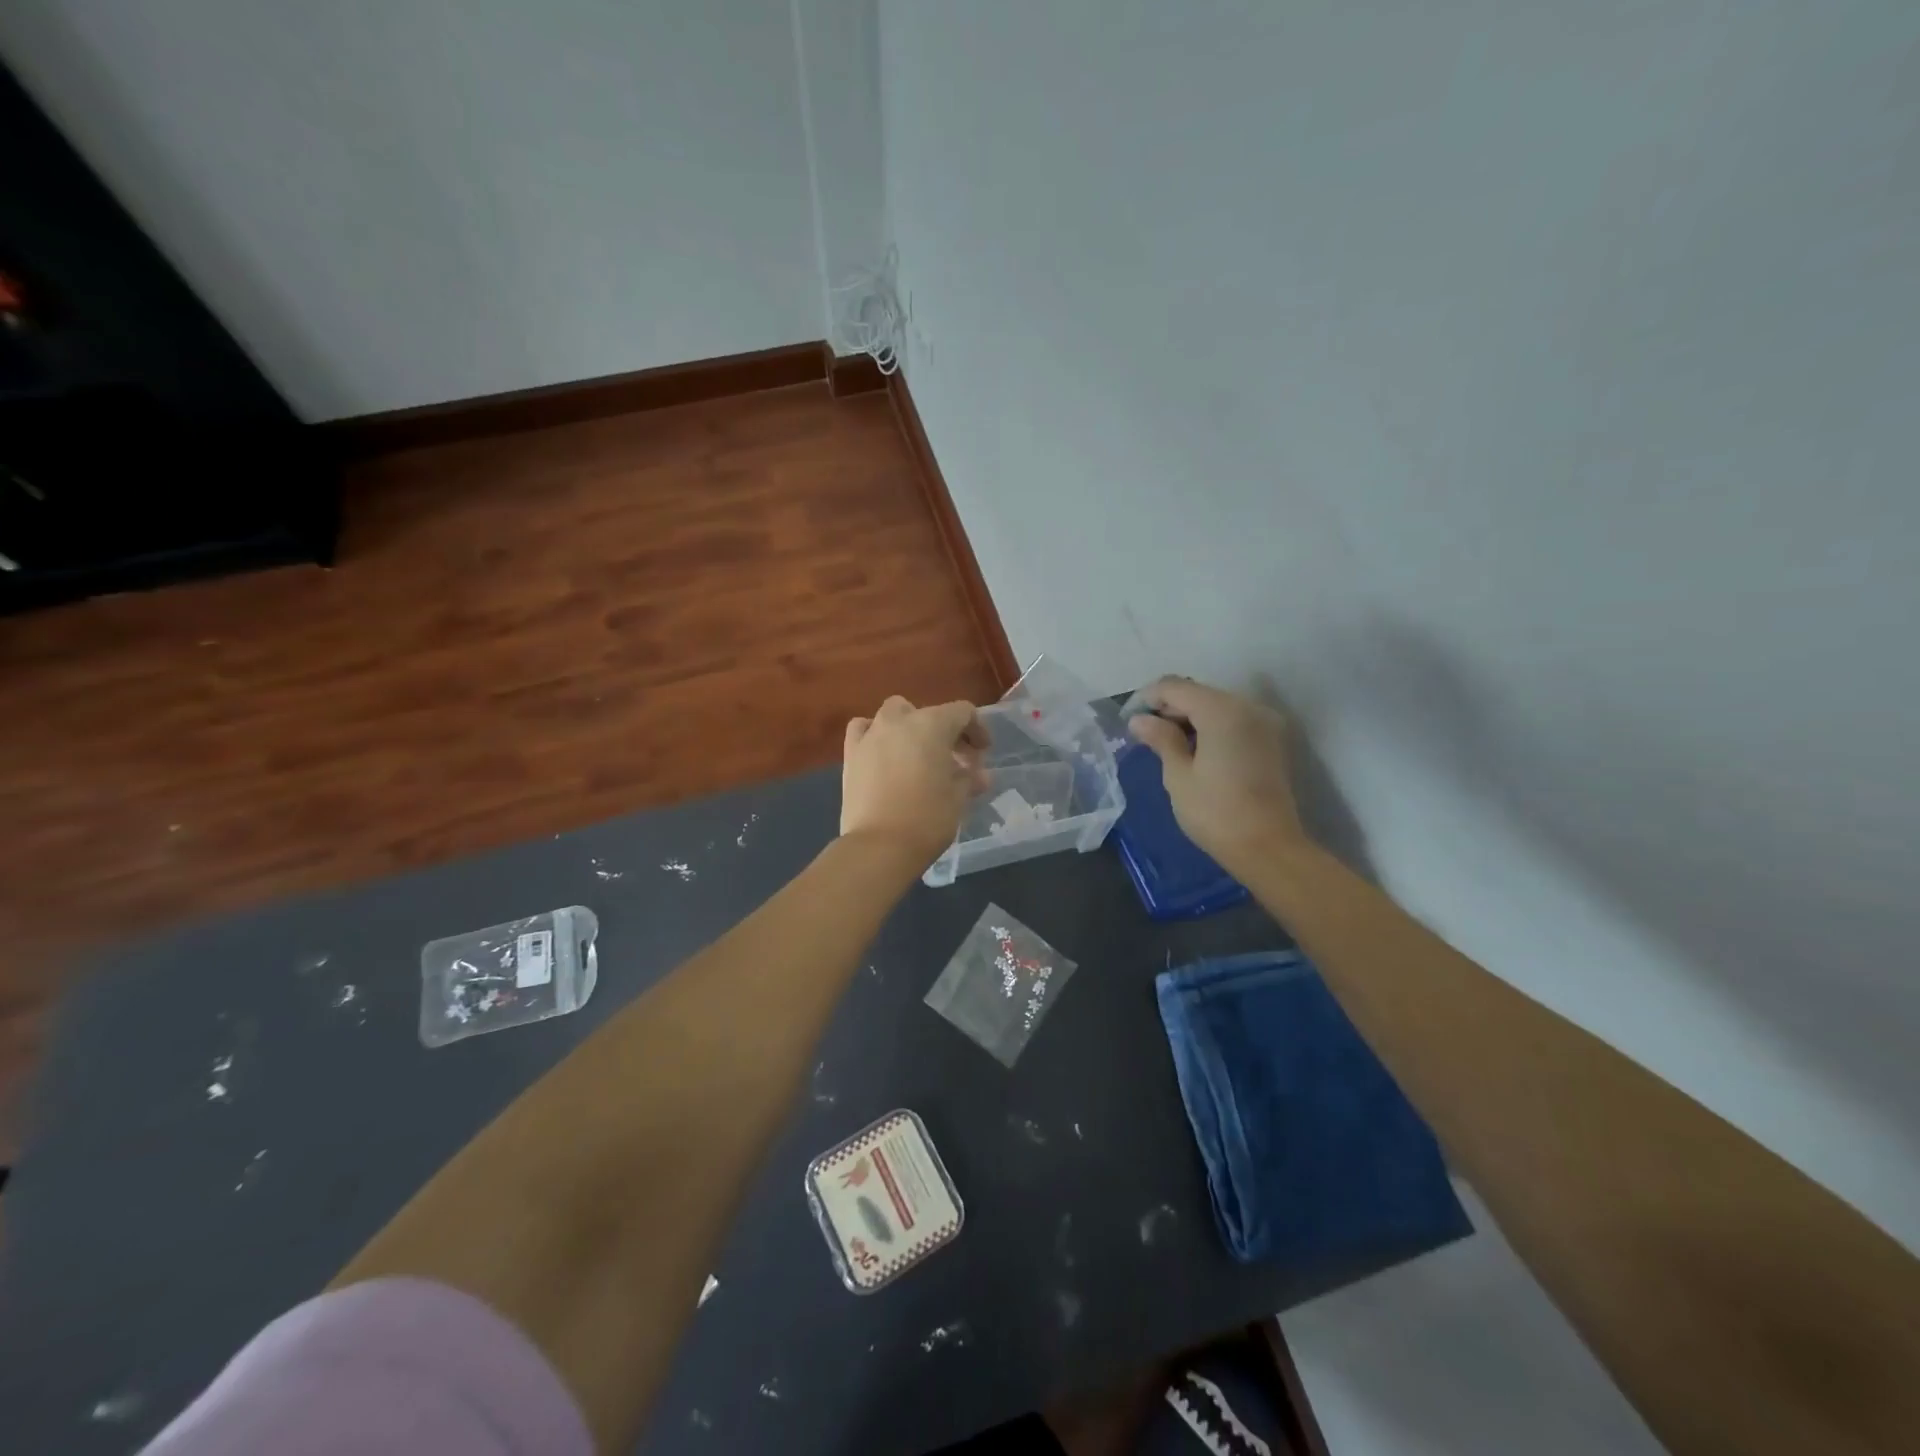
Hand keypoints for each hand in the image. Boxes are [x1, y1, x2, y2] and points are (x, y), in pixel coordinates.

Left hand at [841, 696, 989, 865]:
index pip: (962, 712)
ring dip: (910, 727)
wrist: (879, 846)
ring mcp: (872, 734)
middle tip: (955, 760)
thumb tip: (979, 775)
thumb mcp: (959, 798)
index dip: (977, 730)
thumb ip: (969, 779)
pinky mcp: (851, 753)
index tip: (982, 754)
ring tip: (918, 755)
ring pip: (894, 714)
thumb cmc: (928, 818)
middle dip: (945, 731)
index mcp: (932, 724)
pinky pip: (863, 729)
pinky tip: (882, 752)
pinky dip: (875, 734)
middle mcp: (900, 720)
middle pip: (929, 713)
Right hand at [1127, 676, 1307, 872]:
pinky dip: (1210, 727)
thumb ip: (1160, 739)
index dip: (1147, 698)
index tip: (1128, 721)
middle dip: (1168, 708)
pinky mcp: (1270, 741)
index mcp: (1221, 710)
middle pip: (1198, 693)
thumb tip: (1139, 720)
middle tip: (1143, 734)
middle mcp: (1247, 706)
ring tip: (1165, 744)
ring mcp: (1263, 723)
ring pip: (1216, 706)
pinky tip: (1193, 750)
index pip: (1175, 687)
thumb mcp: (1178, 776)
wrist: (1269, 848)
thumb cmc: (1216, 812)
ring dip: (1189, 718)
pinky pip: (1233, 721)